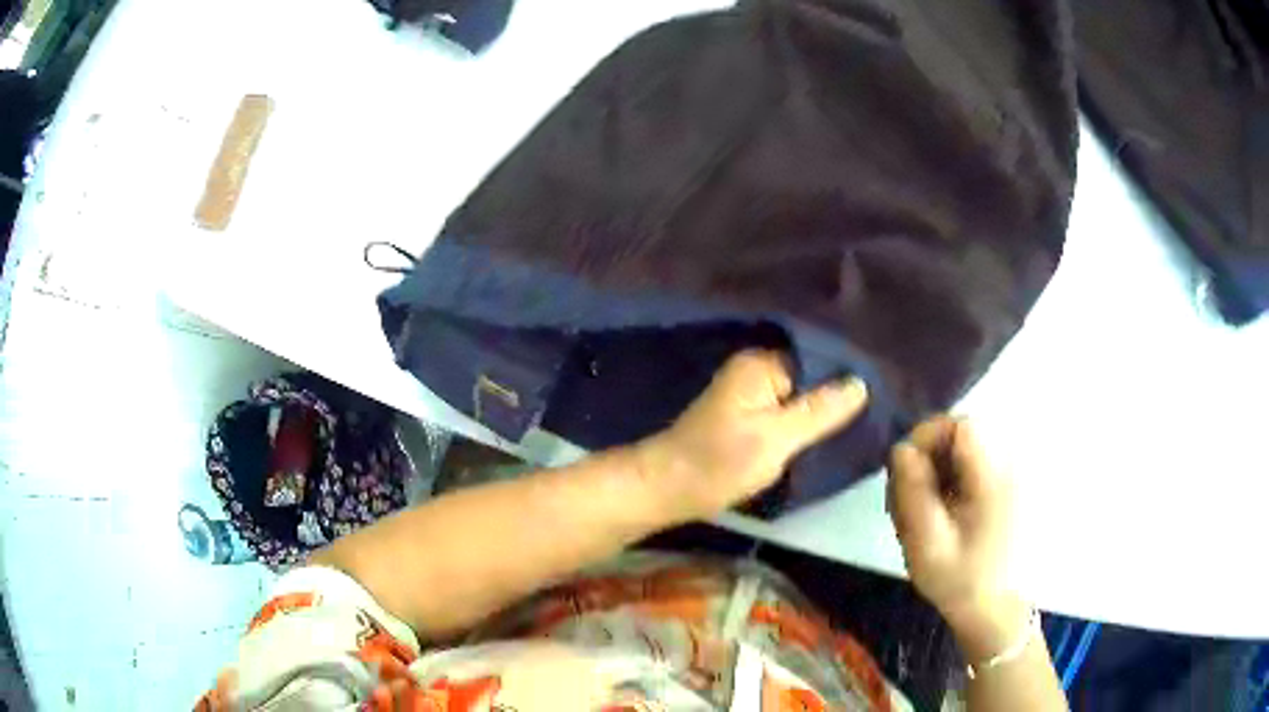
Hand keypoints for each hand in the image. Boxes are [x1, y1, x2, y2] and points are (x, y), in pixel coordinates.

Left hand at [638, 350, 868, 521]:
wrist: (666, 489)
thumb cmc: (718, 463)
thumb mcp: (776, 438)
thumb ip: (819, 411)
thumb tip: (861, 383)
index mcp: (761, 365)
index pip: (819, 360)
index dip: (848, 378)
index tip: (883, 394)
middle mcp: (755, 372)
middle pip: (810, 379)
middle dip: (838, 397)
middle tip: (879, 414)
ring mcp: (749, 396)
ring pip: (799, 400)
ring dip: (822, 414)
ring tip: (863, 425)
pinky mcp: (745, 420)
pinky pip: (785, 415)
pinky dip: (804, 426)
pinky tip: (828, 438)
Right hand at [887, 416, 1028, 657]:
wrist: (994, 608)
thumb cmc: (960, 581)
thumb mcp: (928, 546)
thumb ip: (914, 495)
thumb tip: (901, 449)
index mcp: (993, 478)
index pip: (960, 425)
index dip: (927, 437)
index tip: (905, 472)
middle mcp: (1008, 465)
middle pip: (962, 434)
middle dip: (929, 458)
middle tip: (909, 501)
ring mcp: (1011, 474)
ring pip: (965, 449)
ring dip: (939, 470)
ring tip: (924, 511)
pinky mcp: (1008, 484)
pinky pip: (974, 463)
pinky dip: (952, 479)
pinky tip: (943, 511)